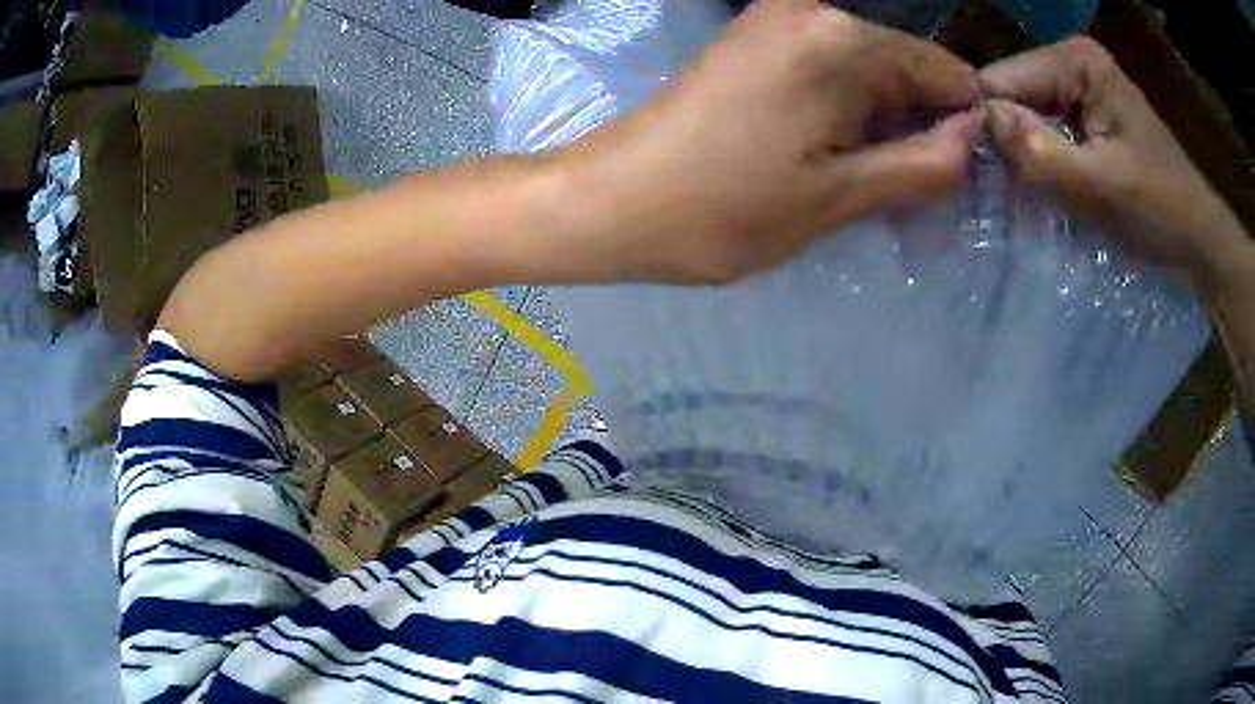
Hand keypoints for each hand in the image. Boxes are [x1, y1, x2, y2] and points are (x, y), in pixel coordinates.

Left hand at [560, 0, 979, 283]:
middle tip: (898, 186)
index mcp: (841, 38)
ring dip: (878, 120)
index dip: (958, 123)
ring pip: (866, 69)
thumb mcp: (841, 196)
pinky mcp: (752, 39)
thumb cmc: (725, 209)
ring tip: (857, 176)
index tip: (946, 173)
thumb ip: (923, 162)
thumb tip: (970, 133)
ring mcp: (775, 20)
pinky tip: (827, 150)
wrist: (612, 200)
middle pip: (903, 65)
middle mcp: (811, 10)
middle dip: (914, 122)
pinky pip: (827, 67)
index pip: (942, 70)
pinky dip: (842, 107)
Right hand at [980, 36, 1248, 287]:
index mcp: (1075, 61)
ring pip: (1026, 115)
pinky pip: (1046, 130)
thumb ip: (1042, 153)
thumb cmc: (1161, 211)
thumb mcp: (1102, 187)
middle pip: (1013, 94)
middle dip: (1007, 142)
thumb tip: (980, 123)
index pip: (1002, 80)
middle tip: (1001, 194)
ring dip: (1023, 155)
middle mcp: (1071, 61)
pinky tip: (1042, 186)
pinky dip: (1041, 161)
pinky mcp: (1086, 113)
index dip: (986, 125)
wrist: (1199, 238)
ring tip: (1019, 194)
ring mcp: (1079, 86)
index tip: (973, 175)